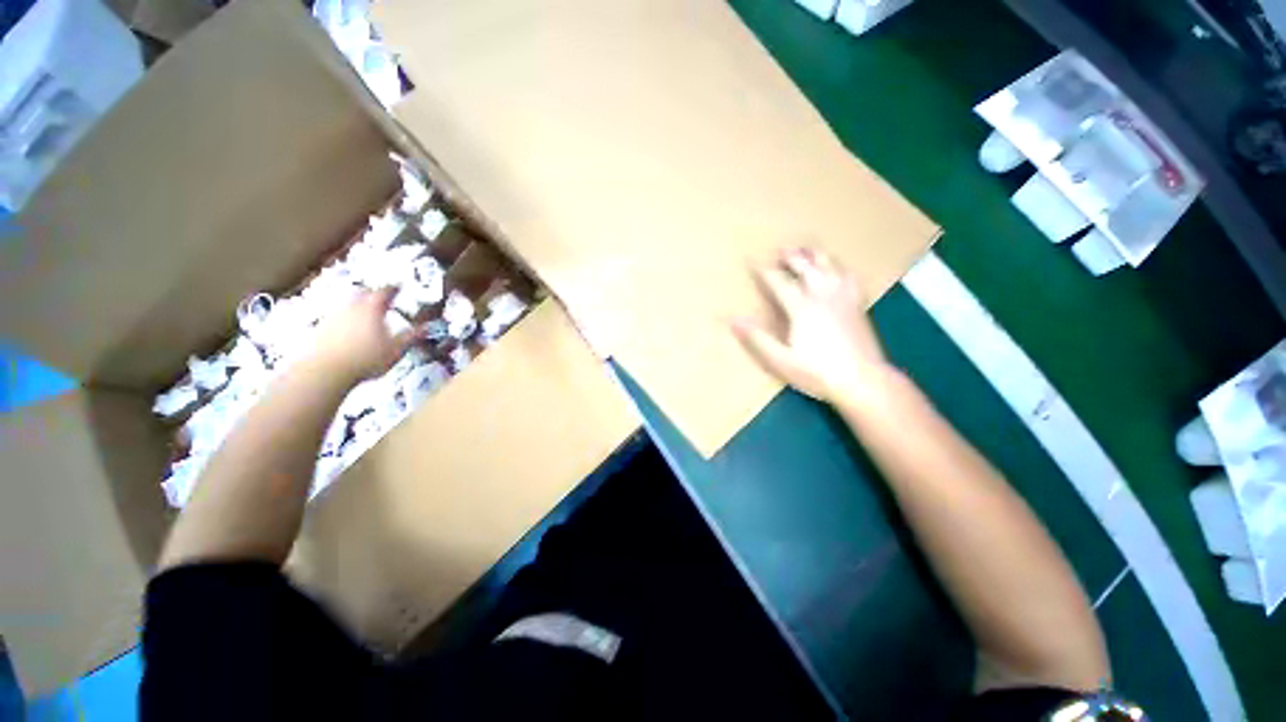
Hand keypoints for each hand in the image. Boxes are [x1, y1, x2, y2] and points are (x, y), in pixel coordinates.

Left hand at [306, 287, 421, 383]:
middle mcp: (351, 307)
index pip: (385, 291)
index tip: (399, 287)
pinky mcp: (320, 328)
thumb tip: (427, 327)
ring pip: (348, 304)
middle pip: (362, 293)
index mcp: (372, 308)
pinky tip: (350, 330)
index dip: (393, 288)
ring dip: (358, 306)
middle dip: (373, 294)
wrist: (324, 370)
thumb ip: (411, 337)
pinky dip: (346, 319)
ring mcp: (333, 316)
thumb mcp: (396, 350)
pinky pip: (337, 317)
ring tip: (367, 315)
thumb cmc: (366, 358)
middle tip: (382, 299)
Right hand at [732, 247, 894, 404]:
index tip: (752, 260)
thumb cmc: (817, 372)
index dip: (764, 270)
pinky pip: (850, 277)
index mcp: (802, 308)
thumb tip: (733, 319)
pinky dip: (841, 268)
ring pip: (830, 266)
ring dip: (816, 255)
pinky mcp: (858, 305)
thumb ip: (757, 338)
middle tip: (781, 250)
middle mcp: (823, 296)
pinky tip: (839, 269)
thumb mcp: (780, 360)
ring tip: (807, 249)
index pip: (779, 282)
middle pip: (806, 267)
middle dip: (792, 256)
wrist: (864, 381)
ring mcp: (843, 298)